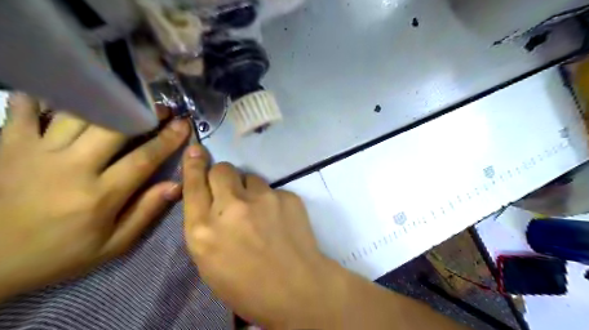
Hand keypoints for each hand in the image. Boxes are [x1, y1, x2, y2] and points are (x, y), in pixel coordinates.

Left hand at [0, 93, 188, 298]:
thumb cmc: (57, 255)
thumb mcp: (112, 245)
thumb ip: (146, 213)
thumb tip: (176, 186)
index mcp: (100, 196)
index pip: (144, 158)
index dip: (168, 139)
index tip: (184, 124)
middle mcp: (71, 168)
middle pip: (114, 128)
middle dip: (144, 114)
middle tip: (160, 107)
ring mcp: (36, 152)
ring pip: (79, 114)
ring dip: (109, 103)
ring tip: (127, 100)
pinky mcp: (7, 145)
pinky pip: (26, 109)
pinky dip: (47, 97)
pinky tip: (67, 94)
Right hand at [182, 146, 342, 327]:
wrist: (297, 289)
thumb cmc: (247, 286)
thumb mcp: (210, 262)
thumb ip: (205, 227)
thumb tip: (210, 200)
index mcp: (203, 230)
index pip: (193, 184)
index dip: (194, 164)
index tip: (196, 149)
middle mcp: (231, 207)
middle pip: (222, 169)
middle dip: (223, 176)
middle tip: (231, 192)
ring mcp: (262, 198)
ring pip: (250, 177)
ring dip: (249, 190)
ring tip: (260, 212)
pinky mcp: (287, 196)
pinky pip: (273, 190)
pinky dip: (272, 200)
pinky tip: (279, 220)